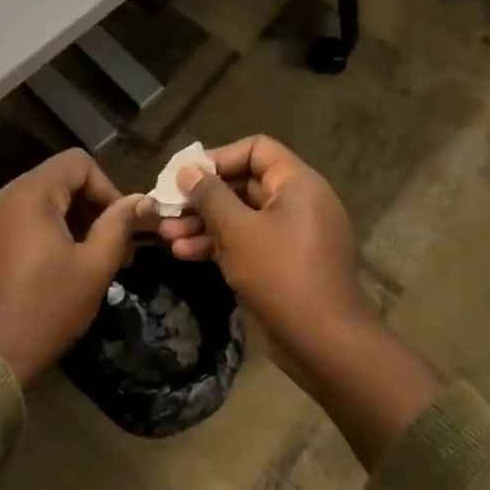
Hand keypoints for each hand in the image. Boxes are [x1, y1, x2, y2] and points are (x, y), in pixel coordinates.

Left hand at [0, 149, 152, 386]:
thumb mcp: (94, 267)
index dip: (108, 188)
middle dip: (92, 207)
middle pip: (59, 180)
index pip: (78, 163)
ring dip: (72, 220)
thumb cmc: (46, 309)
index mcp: (28, 194)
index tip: (123, 226)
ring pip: (40, 200)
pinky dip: (46, 230)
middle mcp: (1, 196)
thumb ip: (119, 225)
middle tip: (116, 248)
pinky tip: (60, 264)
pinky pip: (20, 219)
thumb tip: (143, 201)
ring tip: (92, 259)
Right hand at [156, 136, 375, 367]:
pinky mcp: (282, 263)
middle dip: (202, 198)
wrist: (322, 340)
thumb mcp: (238, 230)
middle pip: (243, 184)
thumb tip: (188, 170)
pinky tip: (185, 255)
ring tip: (167, 237)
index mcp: (297, 183)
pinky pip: (247, 242)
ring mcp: (290, 235)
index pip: (256, 149)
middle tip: (167, 209)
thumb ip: (210, 196)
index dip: (218, 158)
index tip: (185, 177)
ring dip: (203, 224)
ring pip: (240, 217)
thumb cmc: (280, 274)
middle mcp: (297, 202)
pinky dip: (218, 245)